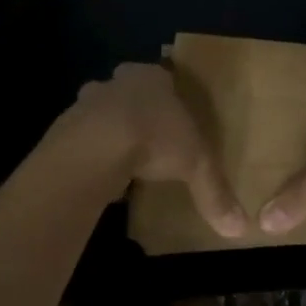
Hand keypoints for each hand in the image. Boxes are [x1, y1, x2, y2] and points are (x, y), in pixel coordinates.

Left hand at [62, 62, 247, 238]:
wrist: (96, 146)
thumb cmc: (156, 137)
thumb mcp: (196, 165)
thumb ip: (215, 192)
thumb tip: (240, 229)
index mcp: (152, 78)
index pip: (162, 77)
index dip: (167, 94)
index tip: (173, 114)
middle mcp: (118, 82)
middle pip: (128, 91)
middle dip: (135, 109)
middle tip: (148, 135)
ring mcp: (87, 102)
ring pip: (101, 111)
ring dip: (109, 129)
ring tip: (124, 159)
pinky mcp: (65, 127)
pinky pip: (82, 137)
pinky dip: (91, 151)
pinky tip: (101, 173)